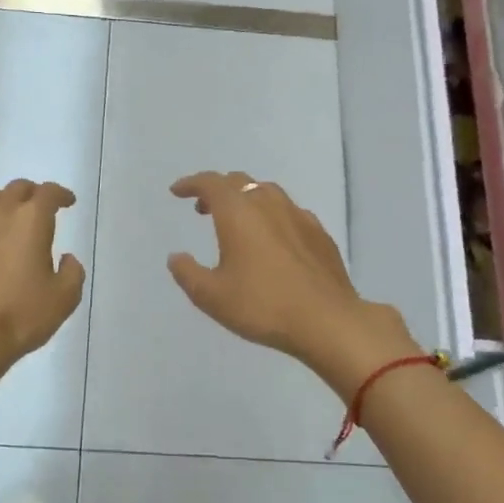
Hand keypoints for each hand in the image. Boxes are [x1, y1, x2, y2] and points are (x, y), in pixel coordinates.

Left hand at [0, 181, 84, 377]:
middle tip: (34, 212)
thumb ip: (72, 271)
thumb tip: (65, 258)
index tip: (66, 202)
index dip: (61, 195)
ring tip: (0, 222)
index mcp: (32, 218)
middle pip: (17, 189)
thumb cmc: (19, 316)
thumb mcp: (64, 299)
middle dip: (30, 196)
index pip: (50, 193)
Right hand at [166, 171, 418, 399]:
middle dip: (217, 190)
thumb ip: (188, 273)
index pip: (210, 183)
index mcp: (238, 212)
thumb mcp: (211, 296)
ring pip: (267, 193)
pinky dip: (272, 216)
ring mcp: (299, 216)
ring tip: (238, 222)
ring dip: (246, 199)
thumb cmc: (262, 306)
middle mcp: (268, 204)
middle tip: (203, 208)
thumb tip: (177, 257)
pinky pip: (289, 212)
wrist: (327, 320)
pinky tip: (273, 239)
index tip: (177, 192)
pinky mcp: (320, 234)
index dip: (191, 183)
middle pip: (239, 182)